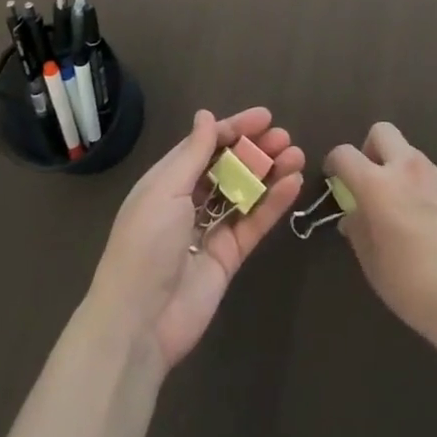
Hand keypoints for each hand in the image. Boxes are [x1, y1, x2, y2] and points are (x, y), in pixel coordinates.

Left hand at [88, 107, 304, 369]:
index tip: (264, 117)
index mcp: (168, 180)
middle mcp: (190, 200)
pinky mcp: (229, 257)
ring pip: (245, 192)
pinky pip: (254, 223)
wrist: (140, 321)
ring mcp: (211, 229)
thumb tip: (206, 115)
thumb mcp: (166, 189)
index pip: (205, 145)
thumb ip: (192, 153)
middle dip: (255, 149)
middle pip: (228, 166)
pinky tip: (293, 184)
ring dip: (269, 172)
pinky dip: (273, 203)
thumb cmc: (146, 243)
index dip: (234, 129)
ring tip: (297, 155)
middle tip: (285, 137)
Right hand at [326, 123, 436, 357]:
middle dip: (369, 149)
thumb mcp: (373, 264)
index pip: (345, 154)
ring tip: (399, 206)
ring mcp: (436, 176)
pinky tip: (423, 218)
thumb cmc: (415, 287)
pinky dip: (417, 183)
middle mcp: (407, 169)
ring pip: (408, 151)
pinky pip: (428, 172)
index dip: (334, 163)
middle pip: (381, 132)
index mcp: (379, 185)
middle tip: (369, 182)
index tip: (334, 180)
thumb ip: (358, 229)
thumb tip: (353, 214)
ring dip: (396, 166)